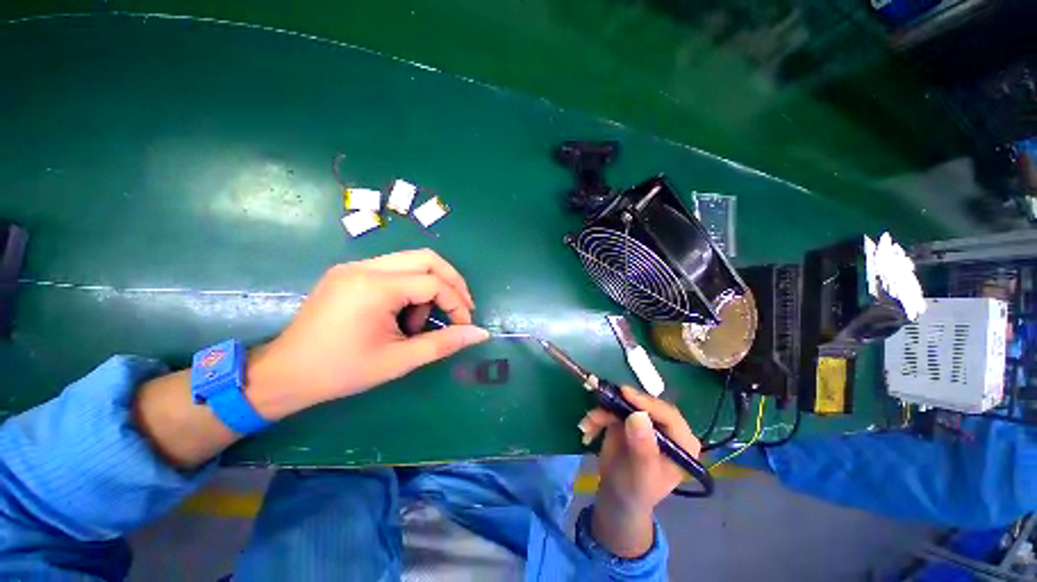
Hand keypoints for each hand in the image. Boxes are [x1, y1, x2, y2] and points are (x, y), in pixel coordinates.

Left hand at [248, 249, 489, 419]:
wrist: (284, 374)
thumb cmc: (341, 371)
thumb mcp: (398, 361)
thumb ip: (443, 343)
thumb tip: (480, 334)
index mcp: (375, 288)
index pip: (433, 283)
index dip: (457, 303)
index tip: (465, 326)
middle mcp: (365, 267)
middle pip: (427, 258)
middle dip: (452, 282)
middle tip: (461, 308)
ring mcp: (355, 266)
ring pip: (412, 261)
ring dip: (430, 286)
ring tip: (421, 320)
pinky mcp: (350, 272)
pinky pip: (394, 269)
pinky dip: (411, 287)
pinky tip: (403, 313)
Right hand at [578, 386, 700, 556]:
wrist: (617, 496)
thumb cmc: (636, 491)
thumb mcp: (641, 475)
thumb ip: (643, 449)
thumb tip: (638, 416)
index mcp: (681, 443)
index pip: (668, 415)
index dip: (647, 403)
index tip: (625, 393)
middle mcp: (665, 427)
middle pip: (645, 404)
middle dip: (619, 404)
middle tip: (601, 400)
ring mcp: (644, 421)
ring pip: (624, 404)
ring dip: (603, 412)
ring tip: (587, 426)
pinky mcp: (626, 418)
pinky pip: (611, 408)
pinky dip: (597, 417)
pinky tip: (588, 430)